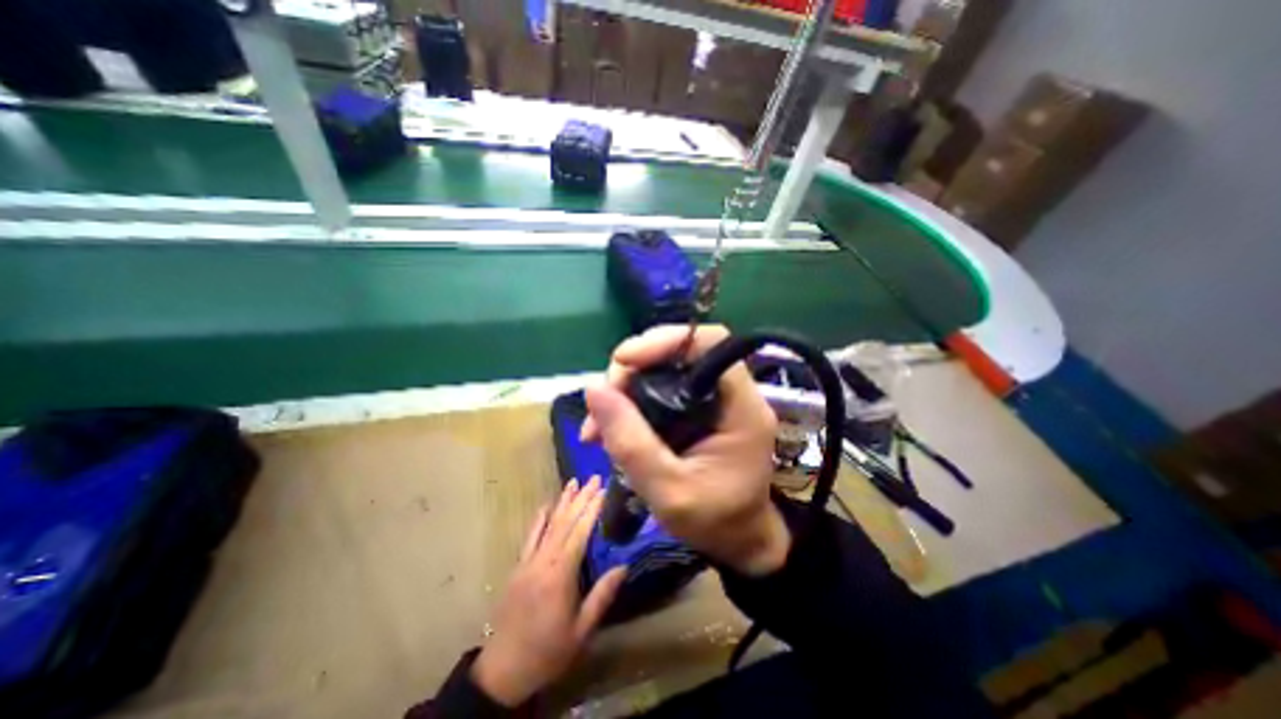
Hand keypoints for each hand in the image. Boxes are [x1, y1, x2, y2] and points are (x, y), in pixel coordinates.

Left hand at [472, 479, 630, 707]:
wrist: (503, 670)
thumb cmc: (548, 651)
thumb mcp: (581, 631)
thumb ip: (601, 596)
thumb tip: (624, 566)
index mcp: (560, 575)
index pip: (579, 533)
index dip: (592, 510)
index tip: (603, 490)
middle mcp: (544, 561)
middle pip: (565, 523)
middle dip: (581, 498)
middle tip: (594, 478)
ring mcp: (528, 562)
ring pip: (548, 525)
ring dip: (562, 502)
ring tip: (573, 482)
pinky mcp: (518, 567)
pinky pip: (530, 537)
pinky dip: (539, 519)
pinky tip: (546, 505)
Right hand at [586, 325, 791, 577]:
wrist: (739, 541)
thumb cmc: (714, 522)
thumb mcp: (668, 492)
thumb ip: (631, 443)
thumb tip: (594, 390)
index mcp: (741, 407)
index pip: (710, 344)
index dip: (666, 340)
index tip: (623, 361)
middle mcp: (732, 393)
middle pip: (679, 354)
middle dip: (632, 371)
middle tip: (601, 403)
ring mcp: (715, 400)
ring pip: (664, 372)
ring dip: (625, 390)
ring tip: (596, 427)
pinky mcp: (700, 410)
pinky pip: (661, 391)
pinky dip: (632, 403)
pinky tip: (610, 429)